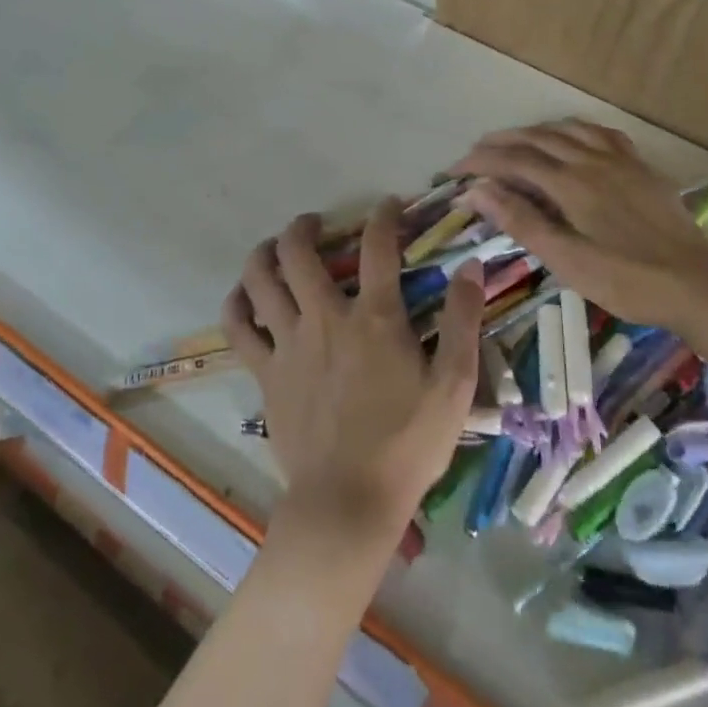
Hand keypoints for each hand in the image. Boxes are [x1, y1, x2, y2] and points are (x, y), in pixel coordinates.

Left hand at [222, 201, 485, 547]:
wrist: (348, 502)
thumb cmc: (407, 445)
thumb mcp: (454, 385)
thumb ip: (462, 322)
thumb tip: (470, 267)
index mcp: (374, 319)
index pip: (378, 247)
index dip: (385, 216)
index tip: (390, 204)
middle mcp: (325, 318)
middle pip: (299, 251)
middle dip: (305, 226)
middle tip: (316, 223)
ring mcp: (288, 344)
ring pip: (260, 278)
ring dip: (265, 252)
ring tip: (275, 247)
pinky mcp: (265, 373)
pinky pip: (238, 327)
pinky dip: (237, 302)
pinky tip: (246, 296)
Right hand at [454, 120, 707, 332]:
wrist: (696, 283)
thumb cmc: (626, 279)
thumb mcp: (566, 259)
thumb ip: (521, 221)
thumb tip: (477, 191)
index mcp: (570, 183)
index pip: (513, 161)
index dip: (479, 163)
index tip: (453, 173)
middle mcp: (591, 160)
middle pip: (536, 139)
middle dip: (499, 143)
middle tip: (473, 155)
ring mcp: (620, 160)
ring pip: (567, 130)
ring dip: (533, 132)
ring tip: (513, 143)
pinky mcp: (640, 167)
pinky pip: (601, 133)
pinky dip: (574, 129)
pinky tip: (572, 138)